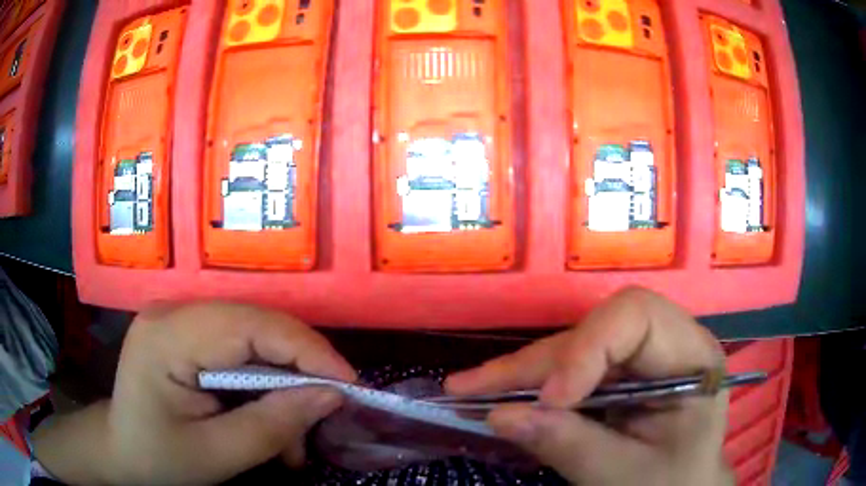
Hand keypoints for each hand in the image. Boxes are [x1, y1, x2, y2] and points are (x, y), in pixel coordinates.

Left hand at [33, 302, 355, 484]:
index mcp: (168, 336)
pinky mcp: (187, 332)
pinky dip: (264, 383)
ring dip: (284, 382)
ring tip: (294, 437)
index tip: (351, 386)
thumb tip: (331, 395)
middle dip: (301, 369)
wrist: (122, 451)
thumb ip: (274, 425)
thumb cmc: (160, 459)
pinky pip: (240, 348)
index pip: (251, 326)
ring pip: (255, 337)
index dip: (307, 351)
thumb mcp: (218, 455)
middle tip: (329, 413)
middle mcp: (173, 311)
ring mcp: (179, 317)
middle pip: (257, 325)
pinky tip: (269, 419)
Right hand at [445, 288, 732, 485]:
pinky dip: (532, 384)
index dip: (587, 348)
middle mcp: (667, 343)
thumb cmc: (670, 485)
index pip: (638, 317)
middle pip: (596, 330)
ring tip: (469, 389)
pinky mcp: (619, 372)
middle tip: (471, 388)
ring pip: (574, 346)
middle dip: (536, 364)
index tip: (549, 399)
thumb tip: (500, 416)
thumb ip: (570, 446)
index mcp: (691, 358)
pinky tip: (498, 393)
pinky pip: (570, 367)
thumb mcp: (624, 475)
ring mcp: (641, 356)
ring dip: (522, 372)